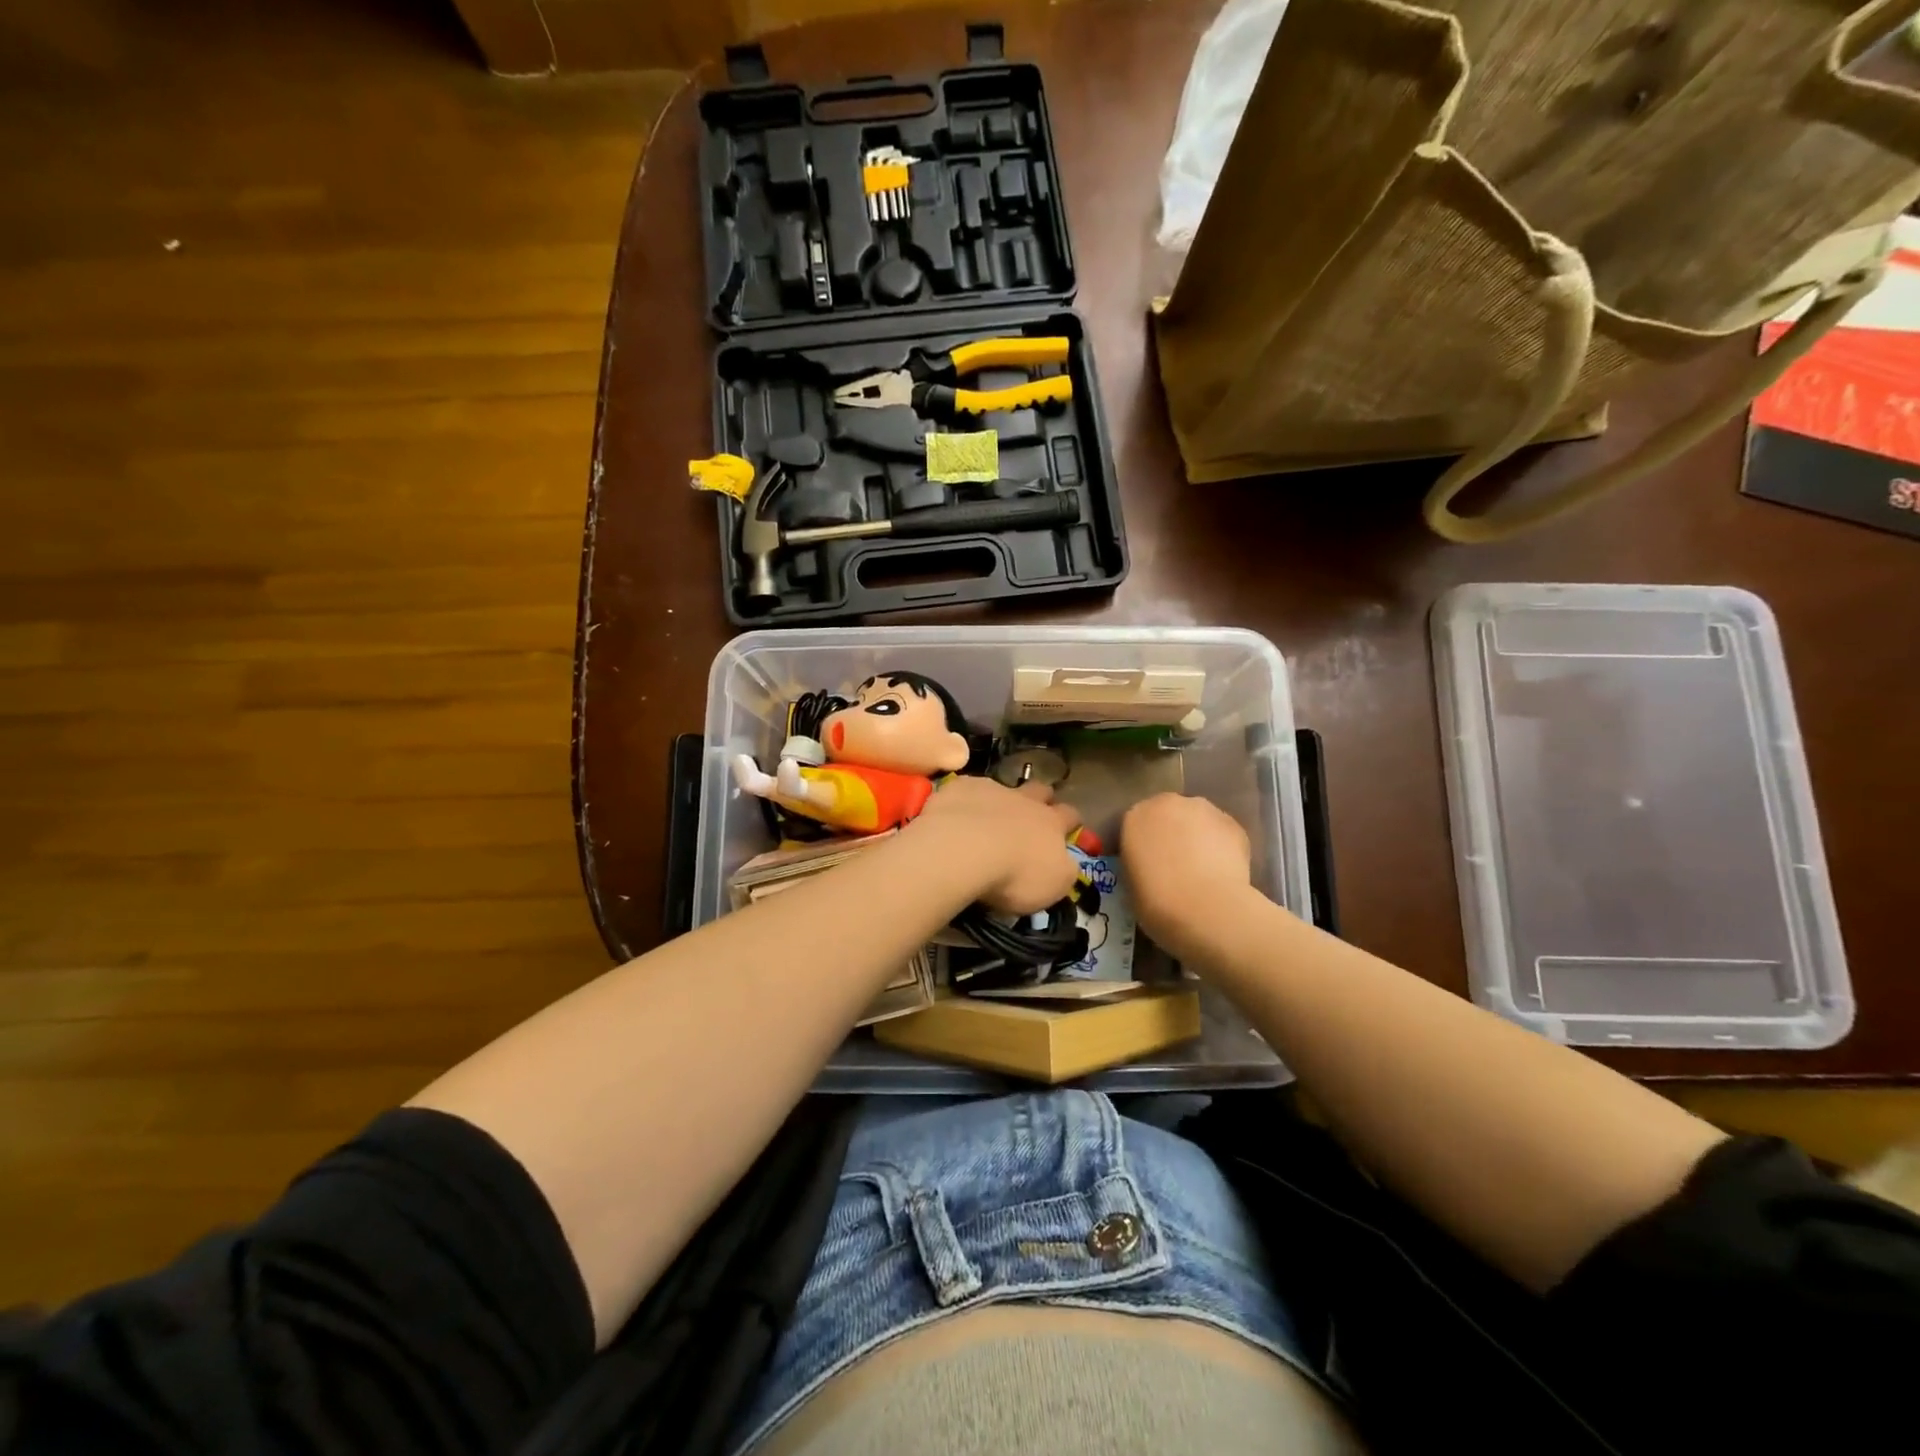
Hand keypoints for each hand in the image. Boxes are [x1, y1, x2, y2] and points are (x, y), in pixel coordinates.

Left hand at [909, 775, 1083, 914]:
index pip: (1070, 814)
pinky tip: (956, 813)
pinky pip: (967, 788)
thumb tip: (1065, 864)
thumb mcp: (1053, 884)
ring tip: (990, 814)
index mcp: (1051, 823)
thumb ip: (1063, 870)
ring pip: (1003, 785)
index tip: (1068, 826)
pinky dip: (966, 799)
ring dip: (1001, 798)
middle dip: (1041, 797)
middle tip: (1033, 811)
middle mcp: (1025, 801)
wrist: (965, 849)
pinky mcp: (960, 788)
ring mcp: (991, 790)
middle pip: (1041, 790)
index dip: (1070, 820)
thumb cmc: (1015, 874)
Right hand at [1120, 793, 1254, 959]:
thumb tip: (1151, 867)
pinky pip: (1221, 834)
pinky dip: (1221, 847)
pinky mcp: (1233, 824)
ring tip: (1201, 869)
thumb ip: (1139, 863)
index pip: (1134, 825)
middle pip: (1167, 814)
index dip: (1140, 845)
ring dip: (1196, 837)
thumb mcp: (1131, 884)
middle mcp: (1168, 804)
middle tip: (1173, 864)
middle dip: (1170, 833)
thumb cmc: (1156, 901)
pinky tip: (1221, 872)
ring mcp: (1204, 810)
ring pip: (1197, 821)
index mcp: (1135, 816)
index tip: (1144, 865)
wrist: (1205, 908)